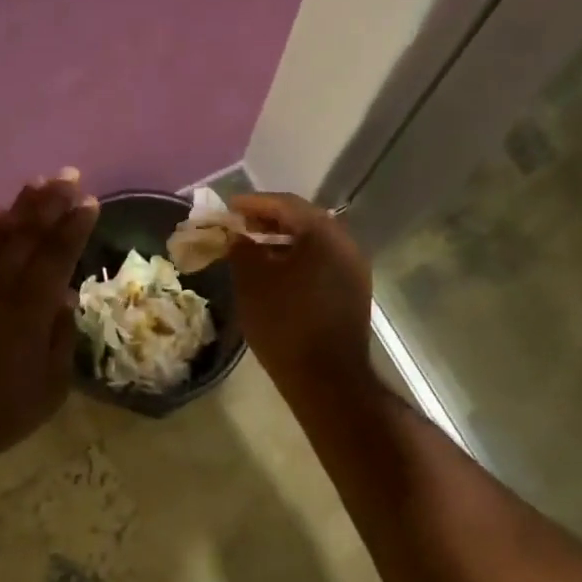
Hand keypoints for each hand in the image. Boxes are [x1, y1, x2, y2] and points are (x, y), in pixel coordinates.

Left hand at [0, 171, 98, 466]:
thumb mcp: (48, 388)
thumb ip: (61, 339)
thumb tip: (65, 299)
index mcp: (29, 309)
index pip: (57, 255)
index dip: (74, 226)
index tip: (89, 201)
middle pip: (27, 234)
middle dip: (50, 203)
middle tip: (68, 176)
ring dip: (20, 207)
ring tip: (38, 184)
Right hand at [227, 193, 373, 396]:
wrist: (327, 378)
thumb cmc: (285, 324)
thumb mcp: (252, 283)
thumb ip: (241, 249)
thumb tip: (237, 236)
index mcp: (323, 233)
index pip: (285, 204)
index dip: (252, 204)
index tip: (228, 208)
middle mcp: (346, 243)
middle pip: (303, 221)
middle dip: (268, 222)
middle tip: (239, 228)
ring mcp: (354, 269)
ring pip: (314, 244)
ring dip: (283, 243)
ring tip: (253, 252)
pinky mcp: (354, 292)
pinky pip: (322, 264)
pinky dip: (297, 261)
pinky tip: (276, 276)